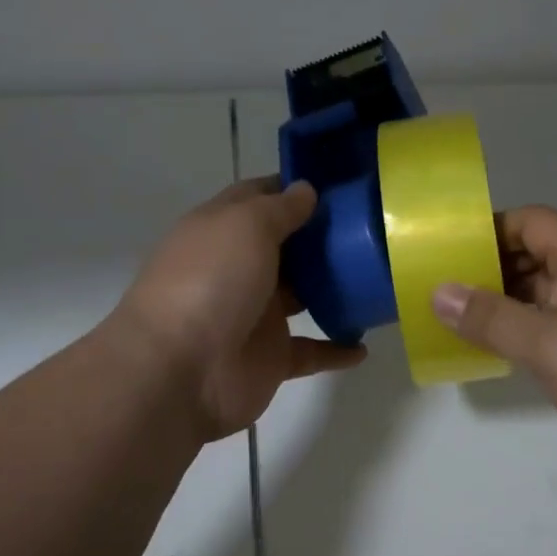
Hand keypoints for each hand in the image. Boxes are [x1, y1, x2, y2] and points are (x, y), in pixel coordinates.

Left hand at [113, 178, 365, 441]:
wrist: (179, 372)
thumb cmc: (211, 282)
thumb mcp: (246, 226)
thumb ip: (280, 208)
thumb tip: (306, 189)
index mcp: (222, 231)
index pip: (258, 198)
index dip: (292, 188)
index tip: (338, 183)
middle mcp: (237, 268)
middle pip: (285, 247)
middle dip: (321, 236)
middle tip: (371, 227)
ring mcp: (254, 315)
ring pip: (301, 296)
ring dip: (332, 289)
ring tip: (377, 277)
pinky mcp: (270, 357)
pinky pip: (310, 351)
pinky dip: (335, 349)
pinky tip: (364, 346)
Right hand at [431, 206, 556, 495]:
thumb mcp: (545, 343)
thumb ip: (489, 317)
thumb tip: (438, 292)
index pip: (533, 222)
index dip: (491, 229)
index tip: (449, 251)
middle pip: (536, 255)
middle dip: (490, 268)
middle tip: (443, 288)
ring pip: (543, 294)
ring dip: (504, 303)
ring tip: (455, 318)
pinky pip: (553, 327)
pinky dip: (522, 332)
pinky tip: (491, 349)